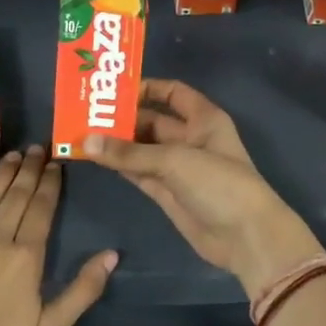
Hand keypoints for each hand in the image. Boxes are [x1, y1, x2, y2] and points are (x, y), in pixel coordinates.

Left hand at [0, 145, 116, 325]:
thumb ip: (83, 289)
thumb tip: (112, 254)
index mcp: (26, 257)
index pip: (41, 208)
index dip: (50, 183)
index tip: (56, 163)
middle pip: (15, 196)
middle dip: (29, 170)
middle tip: (37, 148)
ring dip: (2, 174)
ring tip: (13, 155)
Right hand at [84, 79, 322, 296]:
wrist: (245, 237)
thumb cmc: (219, 184)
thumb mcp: (175, 160)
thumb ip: (130, 152)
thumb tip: (87, 142)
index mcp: (203, 119)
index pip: (173, 92)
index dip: (146, 88)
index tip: (113, 89)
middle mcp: (190, 138)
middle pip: (151, 121)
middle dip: (122, 118)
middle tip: (84, 115)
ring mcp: (178, 168)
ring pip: (142, 149)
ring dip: (116, 144)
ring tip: (81, 135)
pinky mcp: (168, 193)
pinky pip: (139, 172)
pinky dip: (120, 166)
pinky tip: (95, 159)